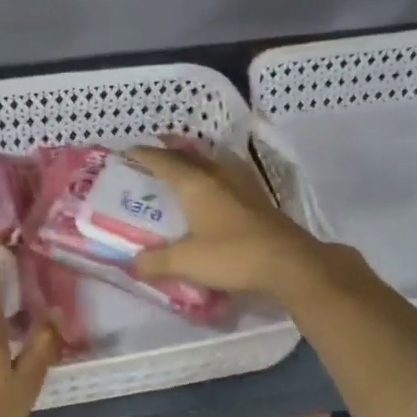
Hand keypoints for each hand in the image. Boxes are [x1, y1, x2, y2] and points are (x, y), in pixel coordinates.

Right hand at [127, 145, 337, 300]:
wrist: (289, 263)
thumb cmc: (232, 255)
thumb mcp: (185, 262)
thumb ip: (154, 262)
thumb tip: (130, 264)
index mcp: (196, 184)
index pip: (163, 161)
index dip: (144, 155)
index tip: (127, 152)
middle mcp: (218, 176)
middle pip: (188, 156)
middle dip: (168, 153)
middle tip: (151, 157)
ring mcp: (242, 185)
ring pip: (211, 163)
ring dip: (193, 161)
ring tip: (181, 167)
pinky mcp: (258, 199)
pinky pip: (227, 177)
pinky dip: (212, 176)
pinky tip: (214, 188)